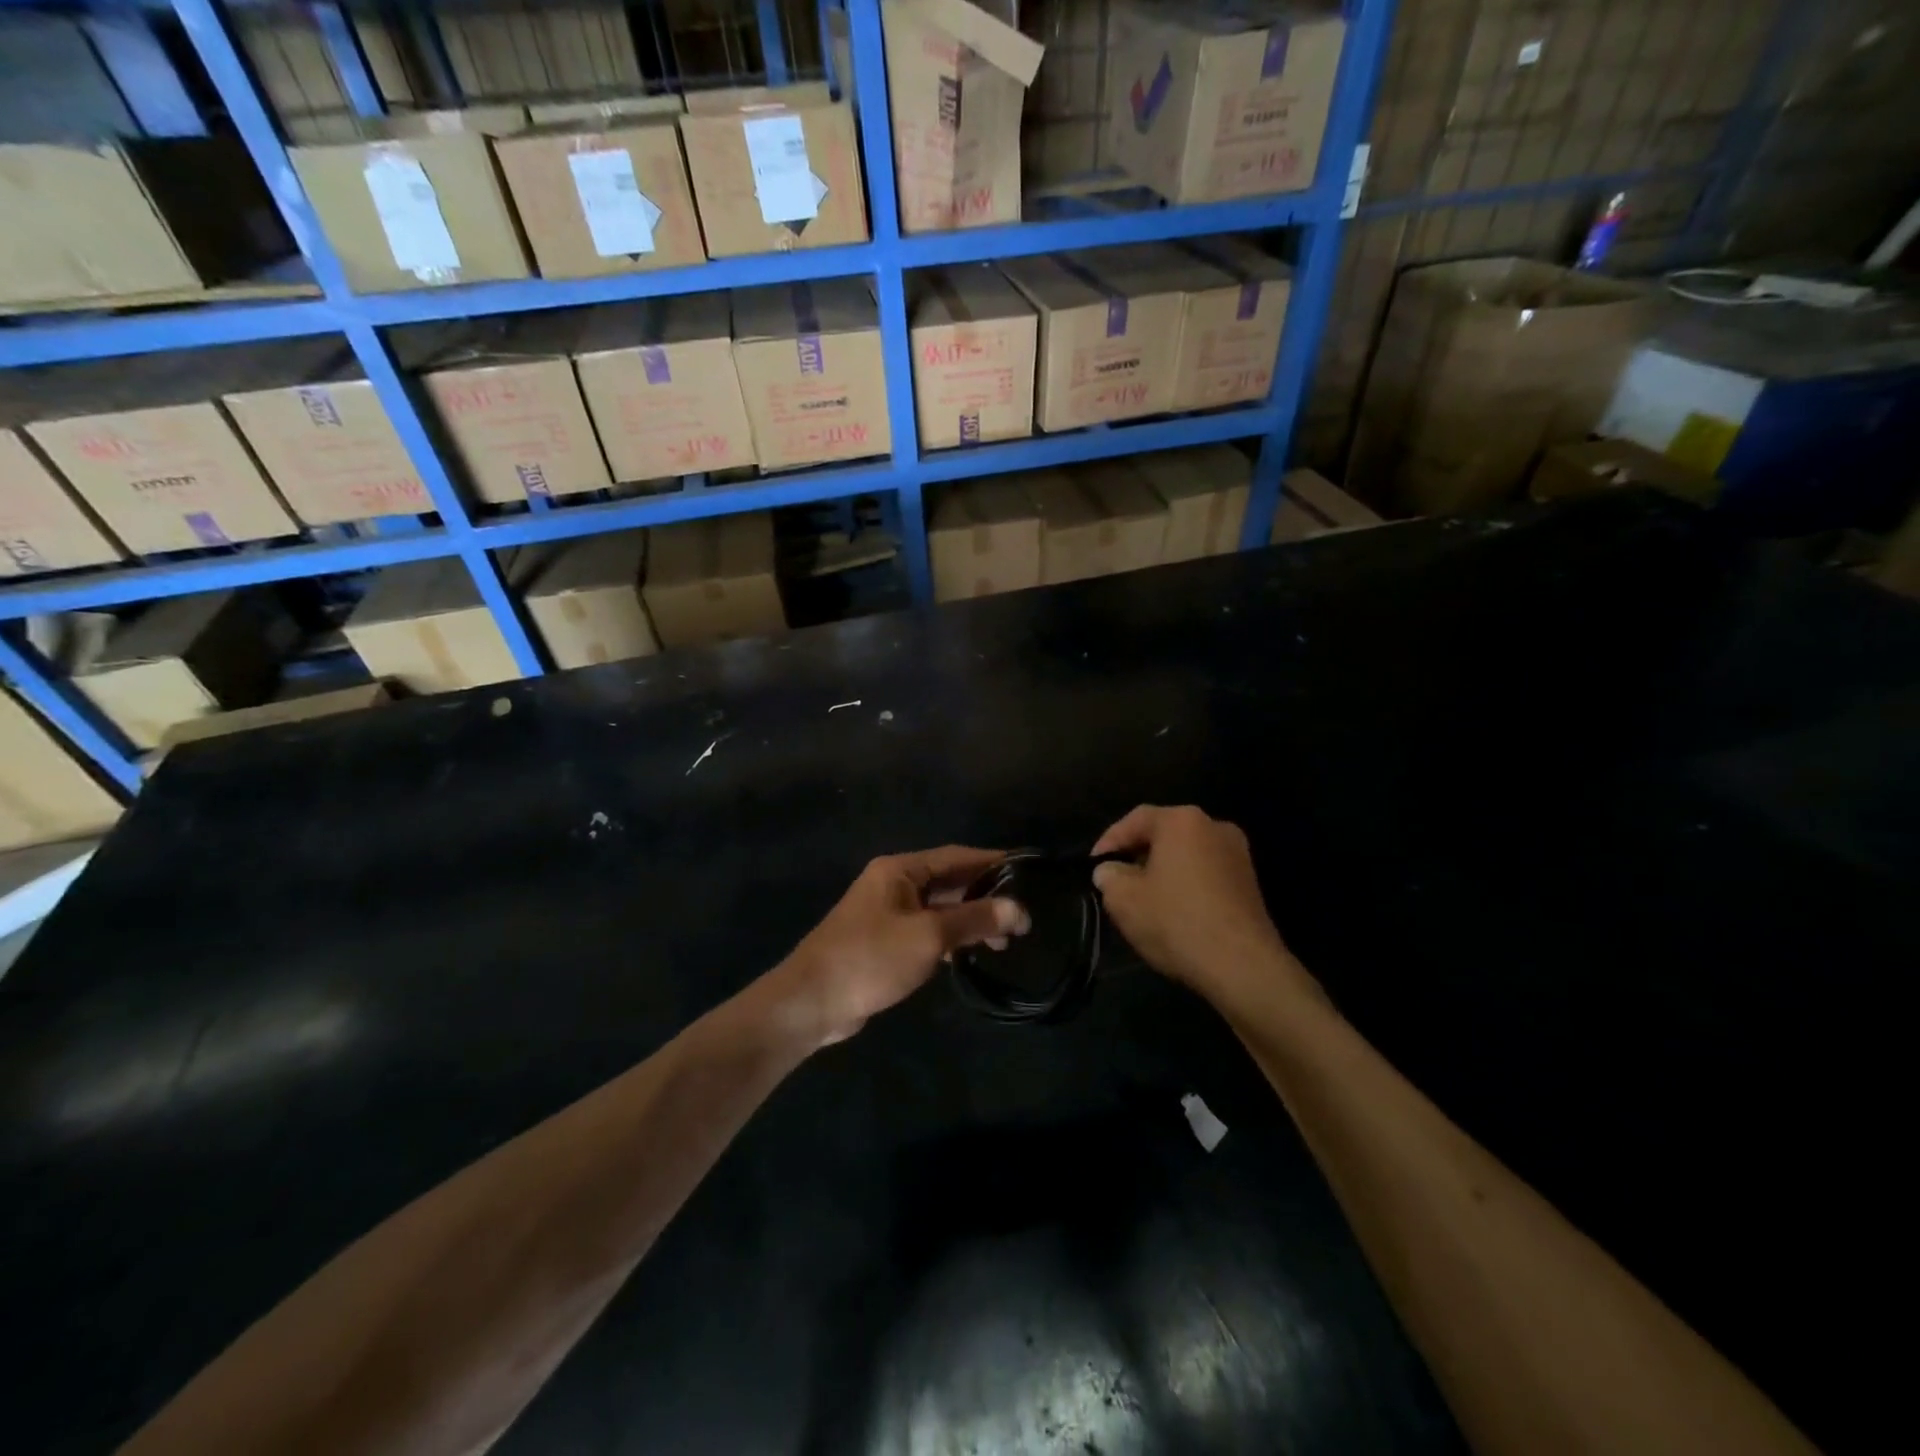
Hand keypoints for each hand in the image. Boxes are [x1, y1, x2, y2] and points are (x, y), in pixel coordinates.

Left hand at [775, 847, 1029, 1046]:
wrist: (811, 1002)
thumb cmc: (870, 958)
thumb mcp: (929, 936)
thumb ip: (975, 919)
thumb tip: (1020, 909)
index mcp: (900, 870)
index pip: (957, 856)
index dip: (993, 863)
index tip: (1028, 872)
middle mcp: (894, 884)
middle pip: (949, 882)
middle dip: (985, 897)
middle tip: (1022, 917)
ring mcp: (888, 914)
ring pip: (939, 909)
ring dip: (970, 921)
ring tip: (1005, 942)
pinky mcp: (885, 943)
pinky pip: (927, 932)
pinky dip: (950, 939)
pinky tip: (971, 954)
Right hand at [1092, 806, 1304, 1003]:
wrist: (1242, 966)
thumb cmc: (1176, 922)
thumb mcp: (1123, 900)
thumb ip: (1108, 876)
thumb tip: (1109, 871)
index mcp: (1182, 821)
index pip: (1135, 819)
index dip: (1109, 841)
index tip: (1093, 866)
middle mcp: (1214, 826)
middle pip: (1164, 834)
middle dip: (1137, 855)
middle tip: (1116, 880)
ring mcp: (1238, 854)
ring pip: (1186, 854)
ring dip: (1162, 871)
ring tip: (1142, 899)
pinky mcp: (1250, 883)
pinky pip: (1206, 873)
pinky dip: (1186, 885)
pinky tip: (1173, 911)